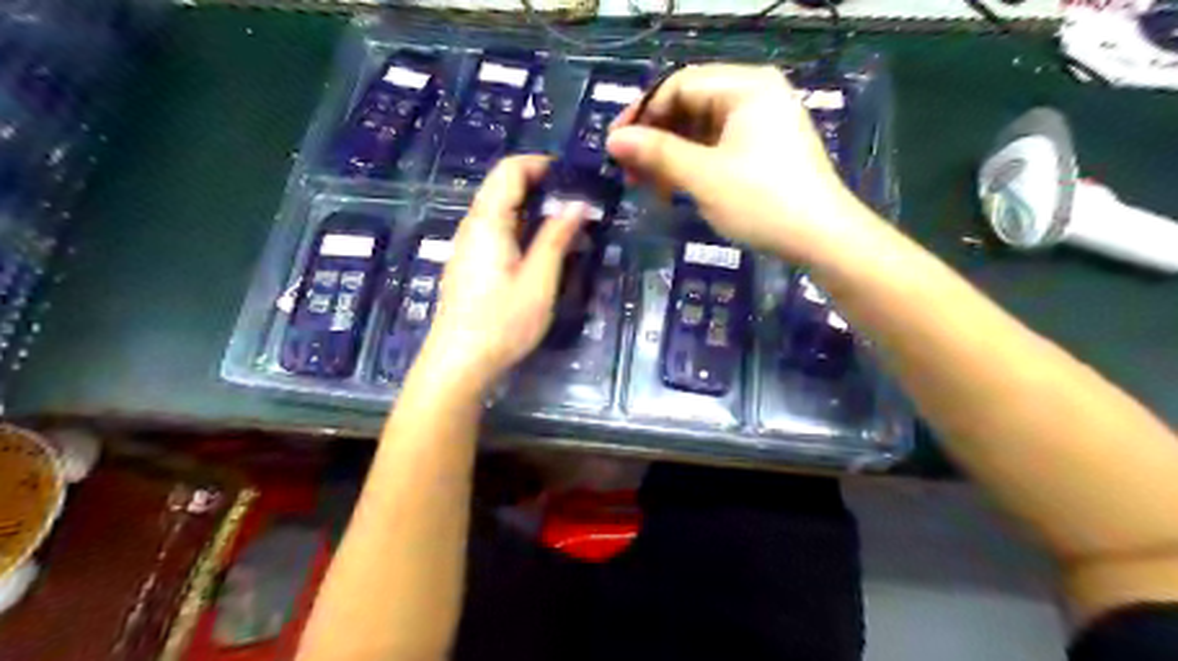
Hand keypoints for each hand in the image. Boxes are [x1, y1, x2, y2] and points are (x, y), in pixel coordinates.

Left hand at [413, 154, 587, 389]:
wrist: (460, 363)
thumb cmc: (502, 322)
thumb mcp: (539, 281)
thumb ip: (556, 238)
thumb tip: (577, 204)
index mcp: (488, 222)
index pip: (510, 170)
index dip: (541, 164)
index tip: (574, 177)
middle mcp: (473, 227)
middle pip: (503, 189)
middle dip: (542, 189)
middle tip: (579, 206)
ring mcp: (468, 247)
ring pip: (501, 213)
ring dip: (535, 213)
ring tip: (569, 231)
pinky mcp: (470, 266)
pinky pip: (497, 234)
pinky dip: (523, 231)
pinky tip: (543, 254)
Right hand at [607, 61, 872, 263]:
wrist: (822, 239)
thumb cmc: (762, 202)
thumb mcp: (703, 176)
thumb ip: (657, 153)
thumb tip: (613, 140)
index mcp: (745, 86)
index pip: (678, 86)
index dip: (642, 115)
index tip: (615, 146)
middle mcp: (755, 95)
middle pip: (690, 106)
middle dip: (656, 139)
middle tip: (631, 173)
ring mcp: (763, 122)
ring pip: (702, 130)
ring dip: (672, 156)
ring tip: (651, 187)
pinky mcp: (765, 149)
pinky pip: (718, 147)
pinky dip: (694, 165)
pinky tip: (678, 188)